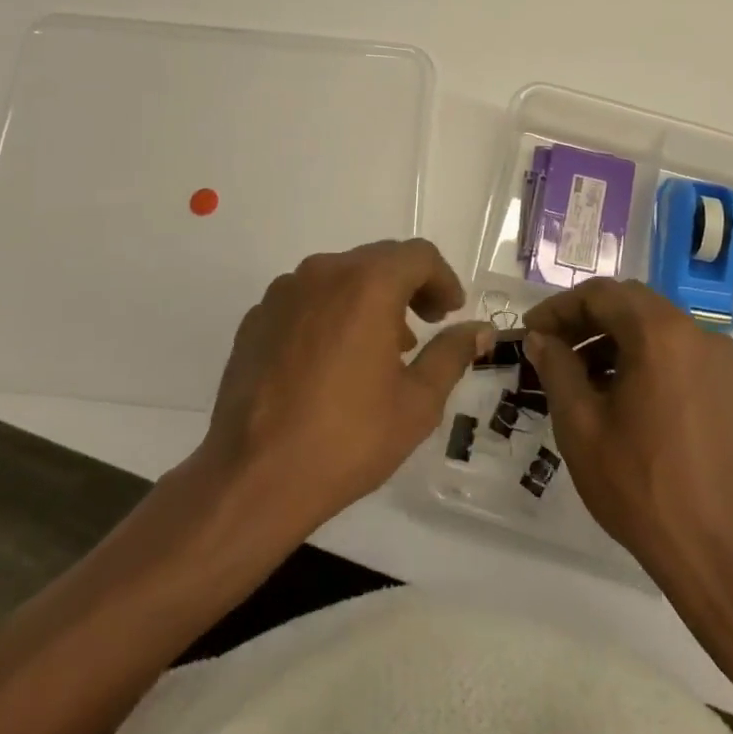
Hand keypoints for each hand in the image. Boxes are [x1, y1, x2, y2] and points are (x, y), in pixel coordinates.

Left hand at [201, 239, 491, 535]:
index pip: (418, 255)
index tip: (450, 313)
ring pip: (340, 277)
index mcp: (367, 283)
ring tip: (379, 349)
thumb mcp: (417, 403)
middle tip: (425, 328)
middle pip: (378, 260)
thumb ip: (452, 354)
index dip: (443, 279)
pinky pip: (306, 299)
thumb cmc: (346, 439)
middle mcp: (323, 272)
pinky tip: (331, 362)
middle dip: (408, 287)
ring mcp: (284, 292)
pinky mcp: (257, 317)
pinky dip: (330, 314)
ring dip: (368, 300)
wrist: (252, 478)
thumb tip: (480, 330)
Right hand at [524, 278, 732, 598]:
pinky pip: (682, 355)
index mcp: (660, 333)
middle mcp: (698, 333)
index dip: (559, 308)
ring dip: (618, 341)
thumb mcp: (580, 426)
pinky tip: (627, 398)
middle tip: (554, 348)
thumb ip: (556, 369)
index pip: (600, 294)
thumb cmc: (641, 487)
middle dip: (588, 320)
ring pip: (658, 329)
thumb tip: (541, 339)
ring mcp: (723, 362)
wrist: (722, 557)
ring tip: (584, 378)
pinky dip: (648, 360)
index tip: (532, 331)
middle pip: (632, 305)